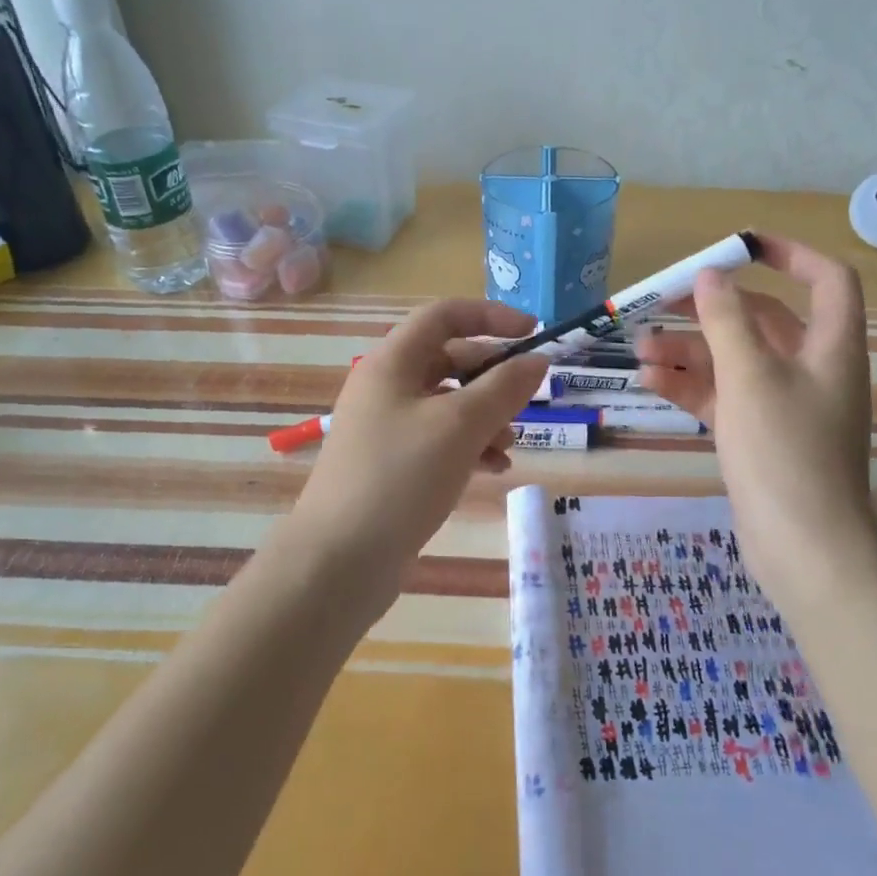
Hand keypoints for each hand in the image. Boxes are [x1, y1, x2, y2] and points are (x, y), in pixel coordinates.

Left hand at [285, 300, 549, 597]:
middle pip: (448, 358)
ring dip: (484, 415)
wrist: (338, 561)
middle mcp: (385, 386)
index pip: (445, 315)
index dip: (492, 316)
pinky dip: (468, 445)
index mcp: (392, 362)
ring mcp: (385, 426)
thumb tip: (538, 360)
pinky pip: (437, 438)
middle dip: (492, 376)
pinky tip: (493, 468)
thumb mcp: (461, 426)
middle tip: (527, 397)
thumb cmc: (400, 478)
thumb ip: (504, 387)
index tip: (533, 334)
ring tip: (509, 445)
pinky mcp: (390, 462)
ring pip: (447, 402)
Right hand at [634, 235, 876, 592]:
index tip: (741, 245)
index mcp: (830, 346)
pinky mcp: (761, 435)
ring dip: (691, 350)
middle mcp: (812, 368)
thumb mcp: (749, 376)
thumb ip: (726, 320)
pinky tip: (651, 382)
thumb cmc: (785, 451)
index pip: (827, 280)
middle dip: (712, 310)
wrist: (804, 549)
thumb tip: (711, 275)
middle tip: (663, 300)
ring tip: (640, 348)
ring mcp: (785, 405)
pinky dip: (692, 386)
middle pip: (763, 320)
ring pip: (736, 360)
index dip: (790, 254)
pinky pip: (725, 396)